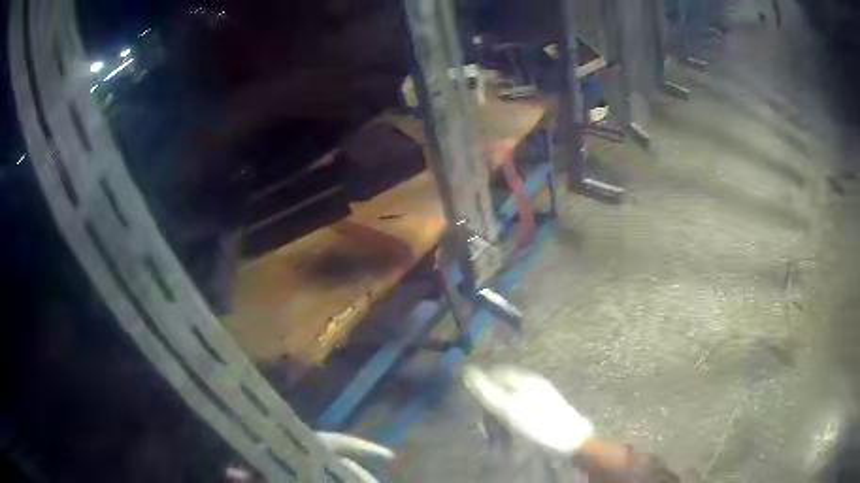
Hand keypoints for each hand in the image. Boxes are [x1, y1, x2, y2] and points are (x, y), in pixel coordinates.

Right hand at [463, 365, 593, 454]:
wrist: (571, 440)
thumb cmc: (538, 424)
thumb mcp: (508, 408)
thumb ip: (486, 390)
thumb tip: (467, 371)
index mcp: (524, 378)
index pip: (495, 373)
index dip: (482, 387)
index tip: (475, 407)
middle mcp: (532, 383)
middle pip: (503, 389)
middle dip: (492, 409)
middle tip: (490, 429)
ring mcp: (540, 396)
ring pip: (511, 403)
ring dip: (501, 420)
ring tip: (501, 438)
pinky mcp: (545, 409)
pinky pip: (521, 412)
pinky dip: (513, 424)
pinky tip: (515, 436)